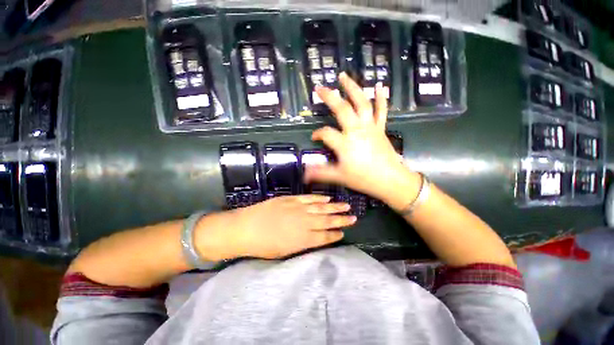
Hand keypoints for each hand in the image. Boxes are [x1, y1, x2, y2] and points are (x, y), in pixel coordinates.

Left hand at [195, 195, 355, 259]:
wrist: (245, 228)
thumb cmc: (263, 245)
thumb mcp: (284, 252)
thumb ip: (303, 244)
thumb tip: (316, 238)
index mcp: (303, 239)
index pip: (325, 236)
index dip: (335, 234)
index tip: (344, 232)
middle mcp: (304, 222)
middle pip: (327, 221)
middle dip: (341, 220)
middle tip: (353, 217)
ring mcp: (298, 208)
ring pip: (321, 208)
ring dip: (335, 207)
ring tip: (346, 206)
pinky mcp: (291, 199)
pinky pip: (309, 198)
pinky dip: (319, 198)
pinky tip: (327, 198)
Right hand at [304, 73, 420, 206]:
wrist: (390, 180)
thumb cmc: (363, 179)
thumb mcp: (339, 177)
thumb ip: (321, 173)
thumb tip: (304, 174)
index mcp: (345, 143)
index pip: (326, 133)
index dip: (318, 134)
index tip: (314, 137)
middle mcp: (356, 130)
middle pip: (342, 109)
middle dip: (329, 97)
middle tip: (319, 87)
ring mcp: (370, 127)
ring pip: (361, 103)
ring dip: (352, 88)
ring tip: (343, 76)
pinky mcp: (380, 128)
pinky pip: (381, 110)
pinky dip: (381, 97)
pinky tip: (379, 85)